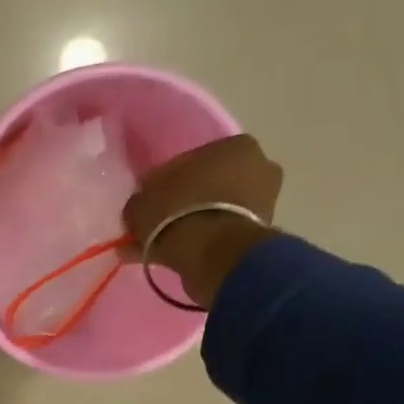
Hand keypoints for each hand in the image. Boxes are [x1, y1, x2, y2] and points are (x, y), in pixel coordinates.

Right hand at [123, 134, 284, 308]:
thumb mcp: (142, 202)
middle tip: (152, 225)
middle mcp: (258, 168)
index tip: (145, 202)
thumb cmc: (179, 213)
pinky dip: (195, 245)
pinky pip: (216, 236)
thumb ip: (141, 200)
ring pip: (210, 213)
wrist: (214, 255)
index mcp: (235, 146)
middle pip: (204, 188)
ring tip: (156, 247)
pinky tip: (169, 257)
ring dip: (185, 227)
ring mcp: (262, 204)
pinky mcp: (256, 237)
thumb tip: (141, 207)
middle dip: (178, 205)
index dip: (161, 183)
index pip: (188, 162)